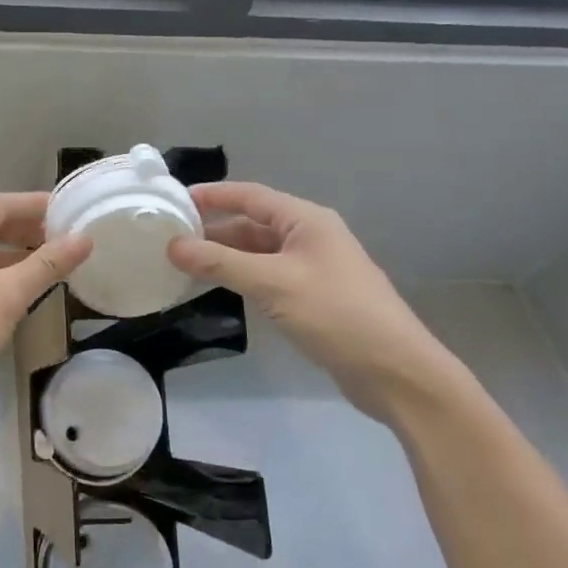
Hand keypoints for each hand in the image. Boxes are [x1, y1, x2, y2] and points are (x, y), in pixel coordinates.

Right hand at [166, 182, 469, 420]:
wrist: (397, 373)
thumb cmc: (336, 314)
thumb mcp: (273, 283)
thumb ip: (220, 262)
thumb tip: (173, 246)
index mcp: (306, 221)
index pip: (251, 195)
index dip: (213, 195)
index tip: (175, 199)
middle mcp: (310, 237)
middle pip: (252, 224)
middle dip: (214, 229)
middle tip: (170, 237)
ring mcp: (313, 269)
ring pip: (258, 253)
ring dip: (225, 256)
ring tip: (183, 264)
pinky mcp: (313, 298)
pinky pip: (268, 277)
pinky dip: (241, 278)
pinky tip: (217, 289)